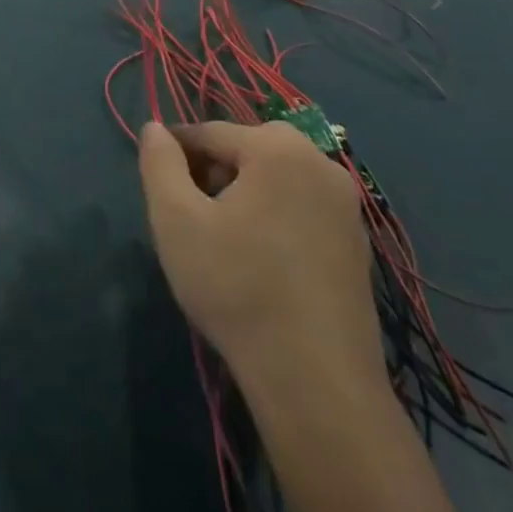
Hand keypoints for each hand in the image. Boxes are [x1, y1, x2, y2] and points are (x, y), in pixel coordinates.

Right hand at [138, 121, 380, 387]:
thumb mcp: (176, 220)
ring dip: (244, 195)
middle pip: (247, 150)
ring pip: (276, 179)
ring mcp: (346, 206)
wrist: (316, 383)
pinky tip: (261, 263)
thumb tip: (154, 128)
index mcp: (278, 148)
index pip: (210, 132)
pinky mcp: (358, 244)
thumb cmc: (237, 288)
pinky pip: (302, 209)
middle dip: (213, 173)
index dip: (177, 154)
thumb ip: (159, 163)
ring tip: (223, 241)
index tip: (159, 187)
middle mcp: (320, 163)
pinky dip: (276, 219)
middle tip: (193, 217)